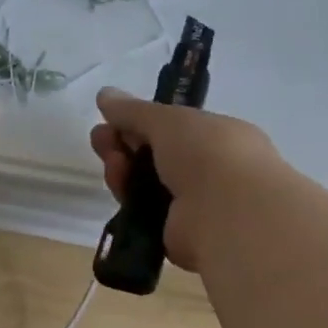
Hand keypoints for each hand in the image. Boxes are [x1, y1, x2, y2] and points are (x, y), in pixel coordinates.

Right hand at [89, 87, 278, 271]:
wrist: (227, 212)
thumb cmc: (207, 153)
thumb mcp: (167, 119)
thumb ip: (133, 110)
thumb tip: (104, 94)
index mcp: (218, 137)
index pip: (172, 128)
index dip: (139, 122)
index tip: (111, 119)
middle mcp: (209, 170)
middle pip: (154, 156)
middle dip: (124, 145)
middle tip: (99, 140)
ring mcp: (194, 205)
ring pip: (145, 184)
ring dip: (123, 170)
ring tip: (113, 163)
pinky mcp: (176, 233)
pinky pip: (144, 212)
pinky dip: (129, 199)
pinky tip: (120, 188)